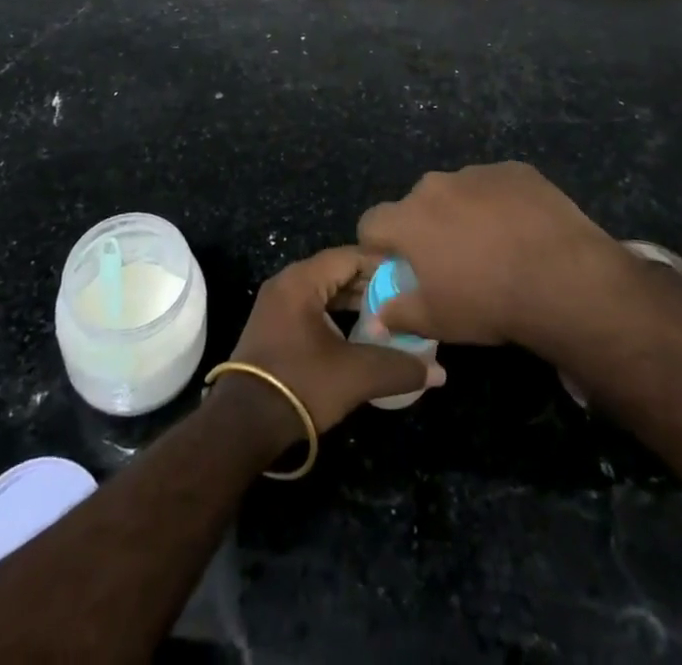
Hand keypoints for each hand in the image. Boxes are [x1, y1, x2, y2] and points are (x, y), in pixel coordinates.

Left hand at [222, 246, 444, 442]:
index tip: (413, 279)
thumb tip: (439, 372)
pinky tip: (360, 333)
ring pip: (326, 290)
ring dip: (355, 301)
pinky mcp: (274, 326)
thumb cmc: (300, 385)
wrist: (242, 425)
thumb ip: (399, 368)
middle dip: (372, 284)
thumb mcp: (355, 375)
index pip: (351, 256)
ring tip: (389, 316)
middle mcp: (287, 283)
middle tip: (406, 298)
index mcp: (302, 280)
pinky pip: (313, 306)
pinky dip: (337, 314)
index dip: (384, 265)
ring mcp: (277, 304)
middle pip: (338, 271)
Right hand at [357, 162, 626, 349]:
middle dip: (426, 228)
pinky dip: (500, 204)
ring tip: (495, 246)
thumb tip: (376, 316)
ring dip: (464, 213)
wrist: (562, 278)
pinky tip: (523, 231)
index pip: (371, 222)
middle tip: (452, 261)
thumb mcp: (437, 321)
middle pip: (417, 204)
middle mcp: (436, 185)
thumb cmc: (489, 302)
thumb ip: (398, 314)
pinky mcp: (515, 170)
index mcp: (409, 219)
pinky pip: (496, 185)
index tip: (397, 267)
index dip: (379, 246)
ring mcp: (477, 173)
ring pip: (458, 192)